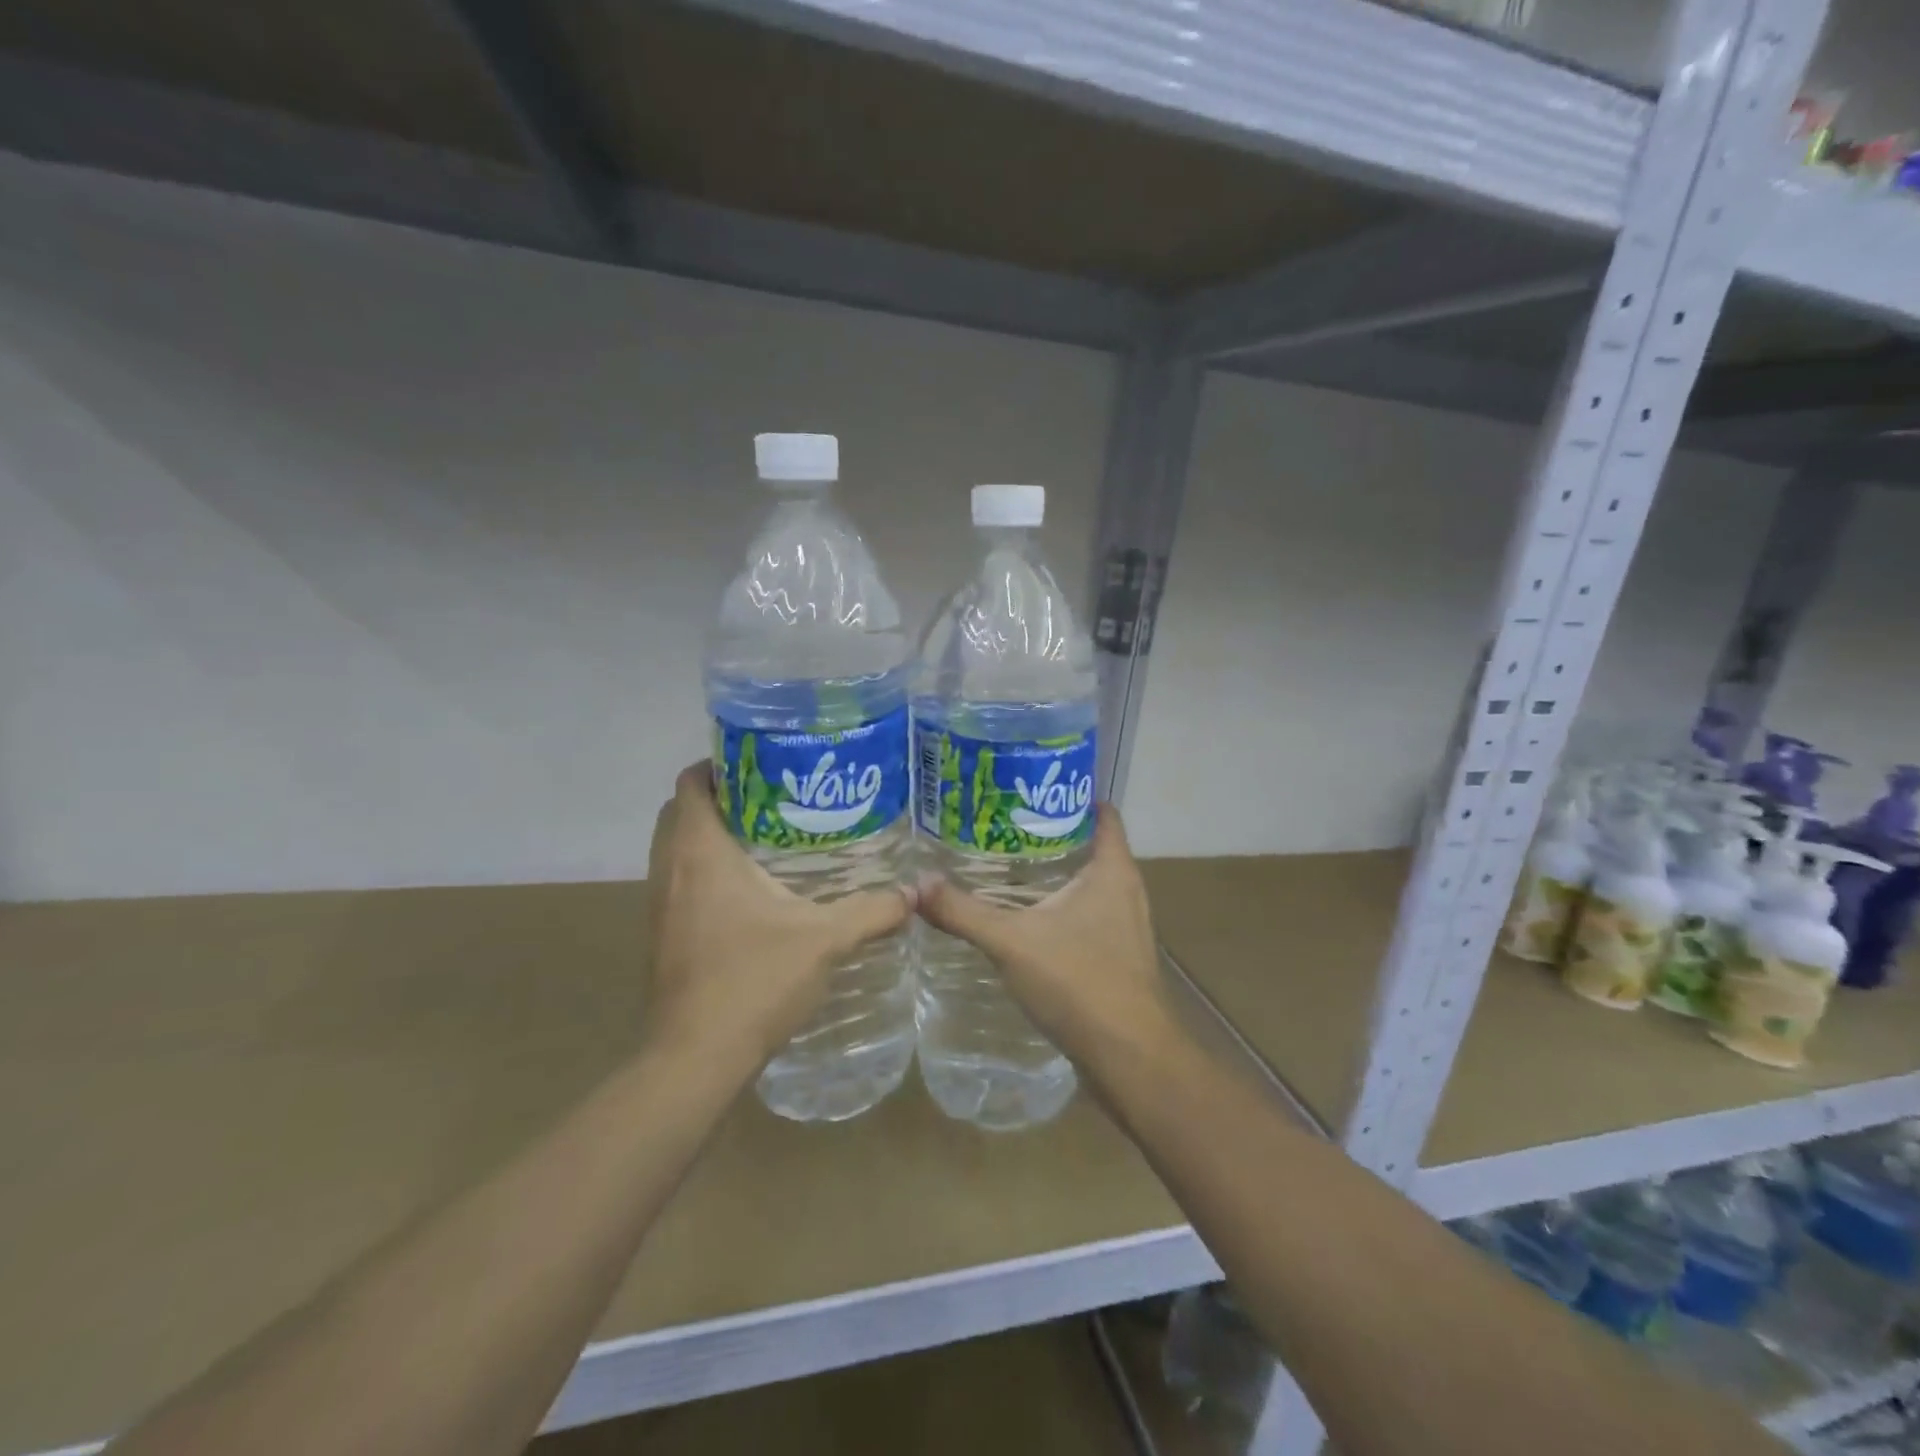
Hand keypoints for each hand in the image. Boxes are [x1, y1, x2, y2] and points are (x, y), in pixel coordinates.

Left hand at [645, 762, 913, 1071]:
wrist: (695, 1058)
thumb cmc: (753, 981)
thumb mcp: (824, 939)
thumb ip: (872, 910)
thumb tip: (915, 892)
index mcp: (701, 852)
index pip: (692, 782)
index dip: (719, 763)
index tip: (762, 762)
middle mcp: (671, 869)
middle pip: (681, 810)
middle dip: (721, 797)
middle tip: (774, 797)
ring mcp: (661, 905)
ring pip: (676, 848)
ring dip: (711, 835)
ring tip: (768, 836)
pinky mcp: (663, 935)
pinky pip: (679, 881)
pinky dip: (705, 871)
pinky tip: (752, 892)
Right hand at [917, 806, 1174, 1065]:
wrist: (1131, 1057)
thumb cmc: (1080, 982)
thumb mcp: (1012, 942)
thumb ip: (964, 912)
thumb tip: (917, 884)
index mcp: (1112, 870)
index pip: (1102, 812)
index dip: (1071, 794)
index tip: (1031, 787)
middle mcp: (1127, 890)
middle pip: (1093, 844)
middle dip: (1052, 832)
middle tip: (1004, 823)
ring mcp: (1127, 925)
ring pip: (1092, 882)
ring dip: (1057, 871)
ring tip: (1009, 864)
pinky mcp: (1120, 956)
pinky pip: (1091, 914)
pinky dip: (1063, 906)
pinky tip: (1029, 917)